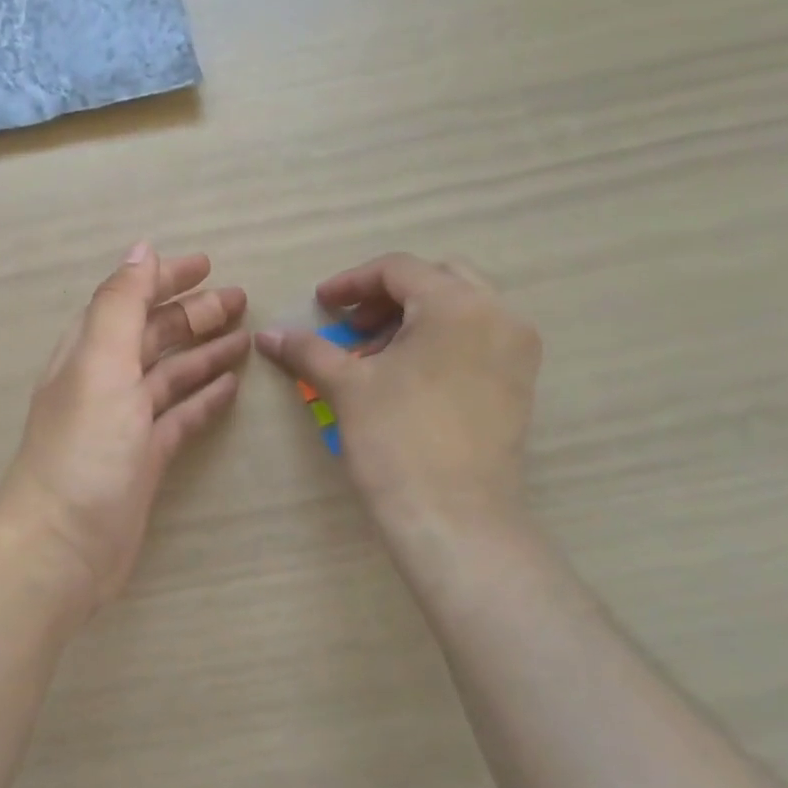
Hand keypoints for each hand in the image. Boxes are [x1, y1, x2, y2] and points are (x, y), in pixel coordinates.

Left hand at [0, 244, 249, 616]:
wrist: (62, 546)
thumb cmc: (83, 449)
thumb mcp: (100, 364)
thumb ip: (120, 305)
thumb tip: (142, 249)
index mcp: (89, 353)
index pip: (129, 301)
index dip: (164, 280)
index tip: (208, 265)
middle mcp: (106, 382)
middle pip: (153, 336)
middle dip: (194, 314)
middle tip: (241, 299)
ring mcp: (126, 424)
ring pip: (170, 376)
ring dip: (204, 353)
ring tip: (245, 338)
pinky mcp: (145, 459)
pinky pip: (180, 417)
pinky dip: (203, 399)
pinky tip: (230, 387)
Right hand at [256, 253, 541, 537]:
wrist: (454, 518)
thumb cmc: (397, 442)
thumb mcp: (347, 388)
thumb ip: (308, 350)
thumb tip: (268, 335)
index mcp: (458, 304)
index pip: (399, 270)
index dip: (352, 283)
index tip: (321, 305)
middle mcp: (499, 314)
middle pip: (437, 279)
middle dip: (387, 296)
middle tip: (352, 326)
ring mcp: (517, 349)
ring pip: (460, 308)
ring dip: (413, 318)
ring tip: (373, 355)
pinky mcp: (519, 382)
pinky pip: (477, 338)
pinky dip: (439, 340)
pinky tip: (407, 375)